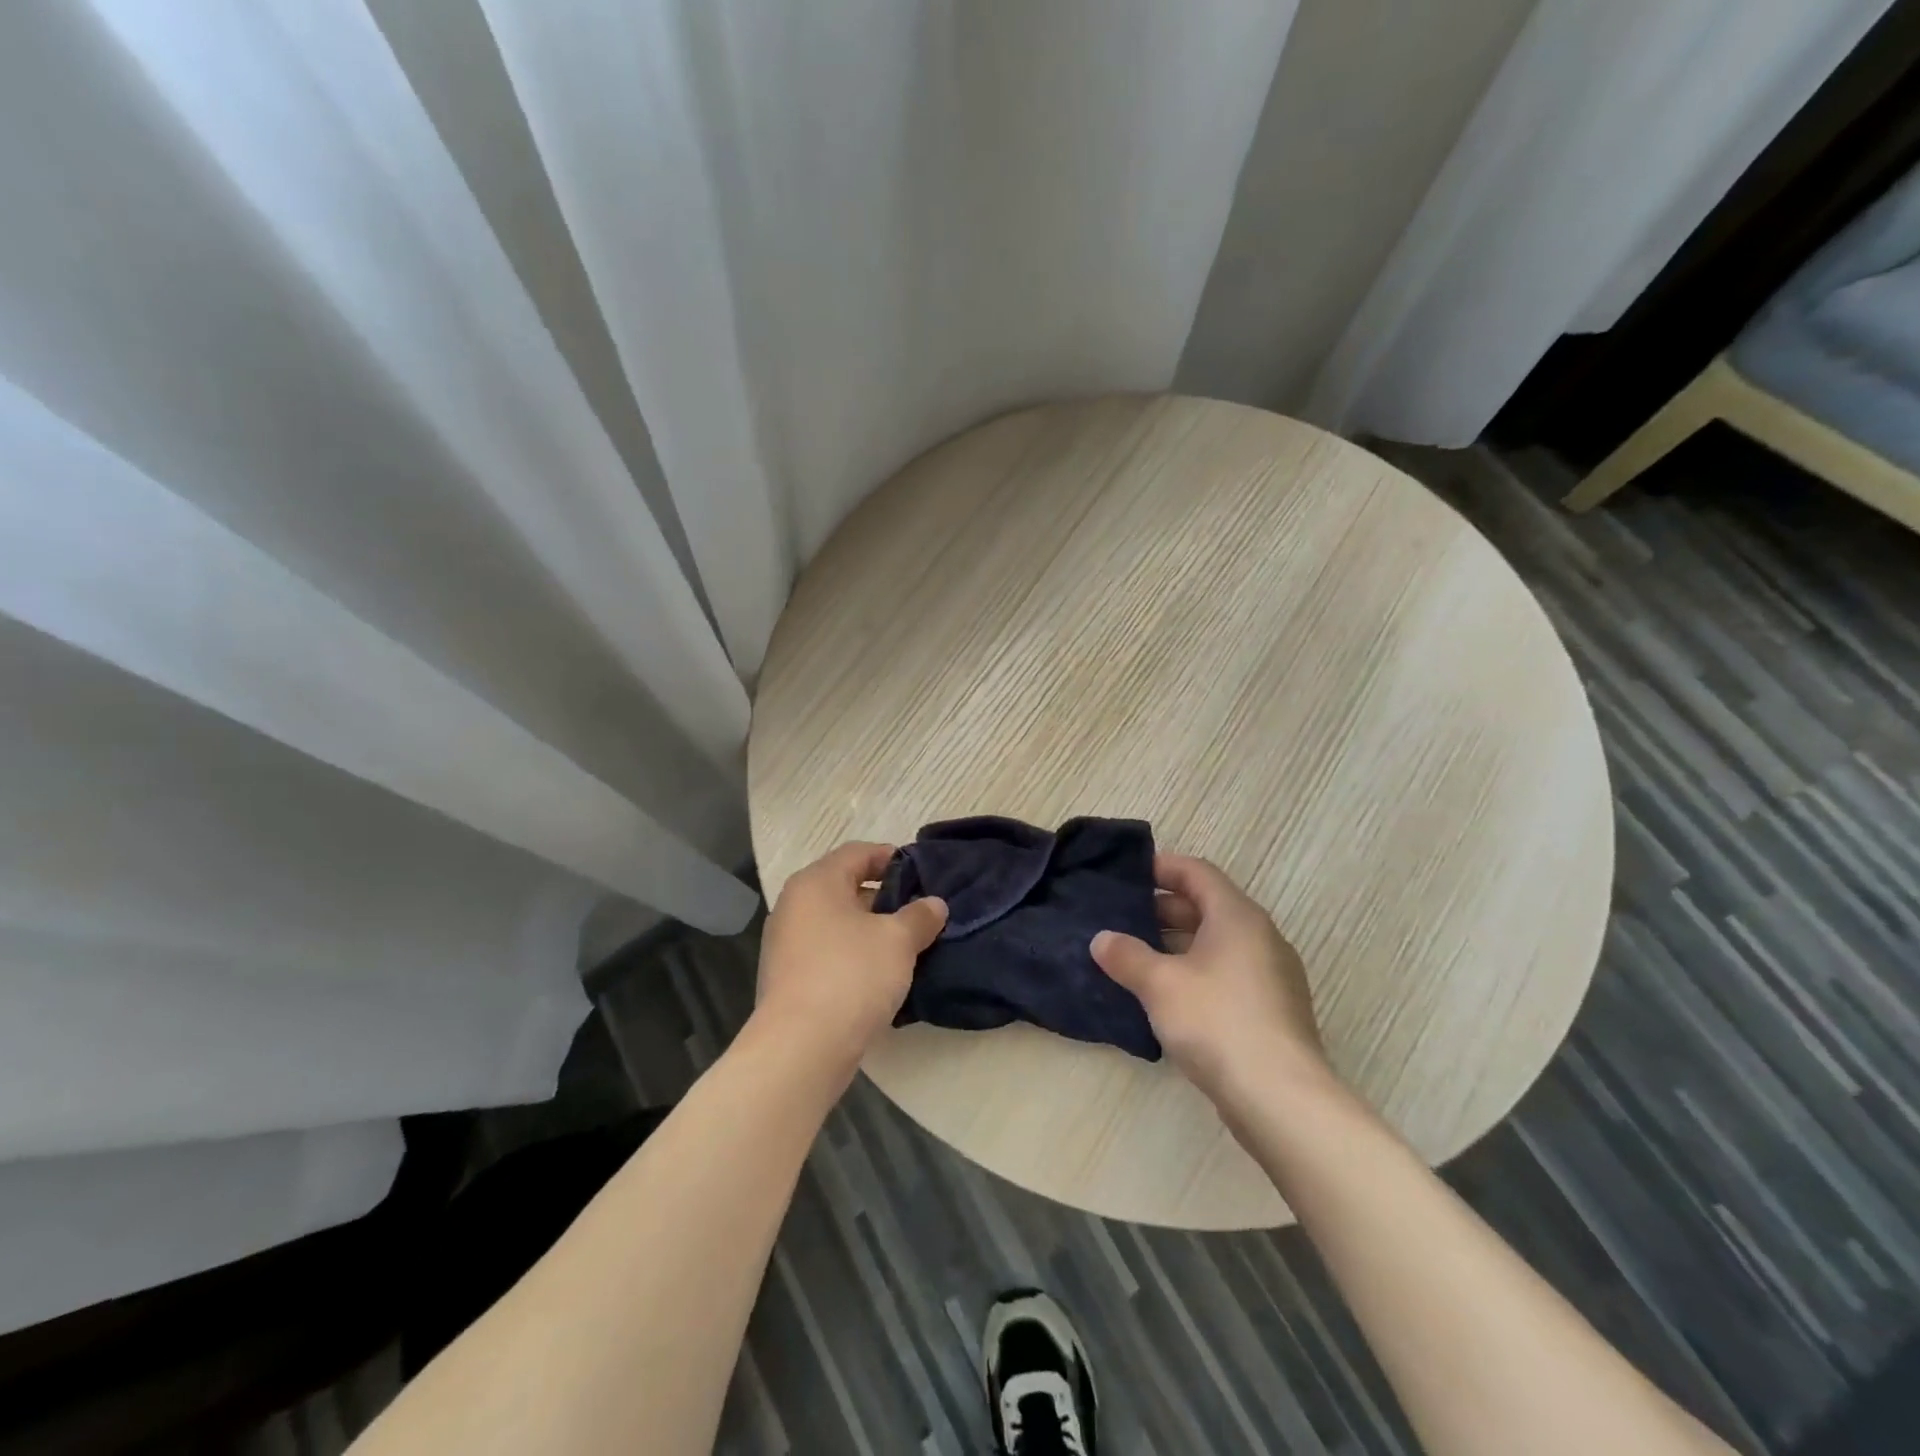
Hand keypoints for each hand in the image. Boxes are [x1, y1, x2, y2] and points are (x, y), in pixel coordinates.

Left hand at [754, 842, 947, 1070]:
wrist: (801, 1048)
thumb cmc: (852, 976)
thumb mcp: (898, 941)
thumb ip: (920, 916)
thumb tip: (934, 904)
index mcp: (816, 882)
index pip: (857, 853)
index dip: (891, 858)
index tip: (921, 873)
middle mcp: (794, 905)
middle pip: (845, 886)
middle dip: (884, 897)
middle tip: (919, 911)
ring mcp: (785, 943)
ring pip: (836, 922)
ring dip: (869, 929)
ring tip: (906, 944)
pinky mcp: (787, 977)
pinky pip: (827, 952)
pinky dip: (852, 954)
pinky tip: (879, 974)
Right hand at [1091, 853, 1328, 1107]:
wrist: (1281, 1098)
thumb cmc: (1217, 1022)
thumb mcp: (1160, 984)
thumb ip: (1127, 956)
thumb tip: (1101, 939)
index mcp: (1237, 917)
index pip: (1197, 872)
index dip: (1162, 868)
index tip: (1127, 876)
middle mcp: (1260, 937)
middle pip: (1208, 906)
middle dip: (1163, 909)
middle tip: (1122, 919)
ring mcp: (1271, 975)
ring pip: (1217, 943)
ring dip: (1177, 944)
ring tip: (1136, 957)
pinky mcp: (1271, 1010)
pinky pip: (1227, 973)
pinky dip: (1196, 972)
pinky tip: (1167, 997)